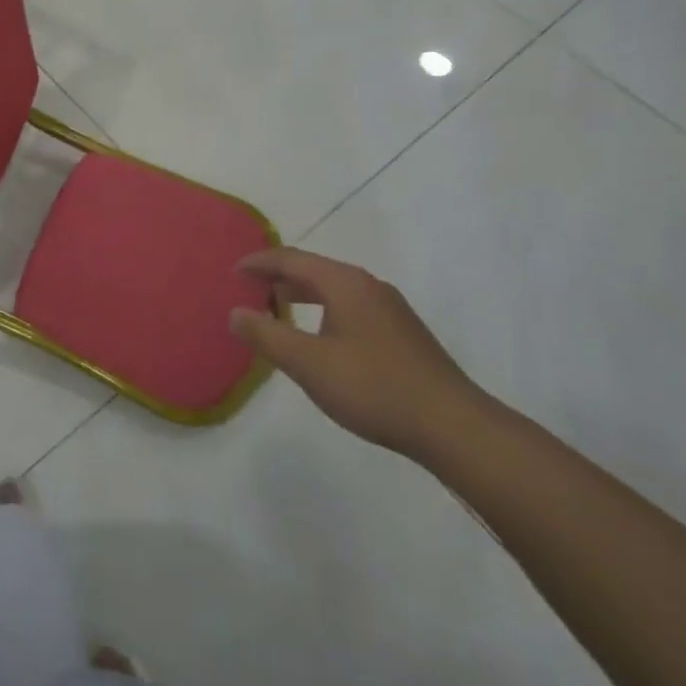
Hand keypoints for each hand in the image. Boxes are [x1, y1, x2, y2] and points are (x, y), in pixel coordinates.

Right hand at [230, 248, 484, 460]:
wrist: (453, 427)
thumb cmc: (373, 388)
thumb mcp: (308, 364)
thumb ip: (267, 335)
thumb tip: (235, 312)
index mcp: (345, 284)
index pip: (291, 259)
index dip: (259, 262)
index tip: (232, 271)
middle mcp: (368, 286)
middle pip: (313, 269)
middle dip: (278, 277)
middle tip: (249, 290)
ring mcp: (390, 309)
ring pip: (334, 289)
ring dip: (301, 294)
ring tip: (277, 310)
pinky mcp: (401, 333)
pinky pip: (350, 306)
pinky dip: (323, 310)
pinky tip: (319, 337)